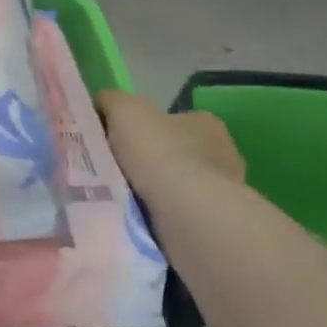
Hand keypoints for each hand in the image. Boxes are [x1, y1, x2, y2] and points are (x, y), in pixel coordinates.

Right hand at [97, 91, 246, 208]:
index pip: (169, 119)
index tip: (116, 141)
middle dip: (147, 161)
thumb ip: (112, 101)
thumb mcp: (124, 109)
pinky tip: (139, 218)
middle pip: (173, 152)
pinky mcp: (214, 224)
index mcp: (204, 123)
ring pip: (177, 186)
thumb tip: (103, 104)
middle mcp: (222, 154)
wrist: (186, 216)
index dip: (140, 127)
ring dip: (153, 191)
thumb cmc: (159, 152)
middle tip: (115, 170)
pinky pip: (179, 214)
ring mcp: (222, 193)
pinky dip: (159, 215)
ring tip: (122, 198)